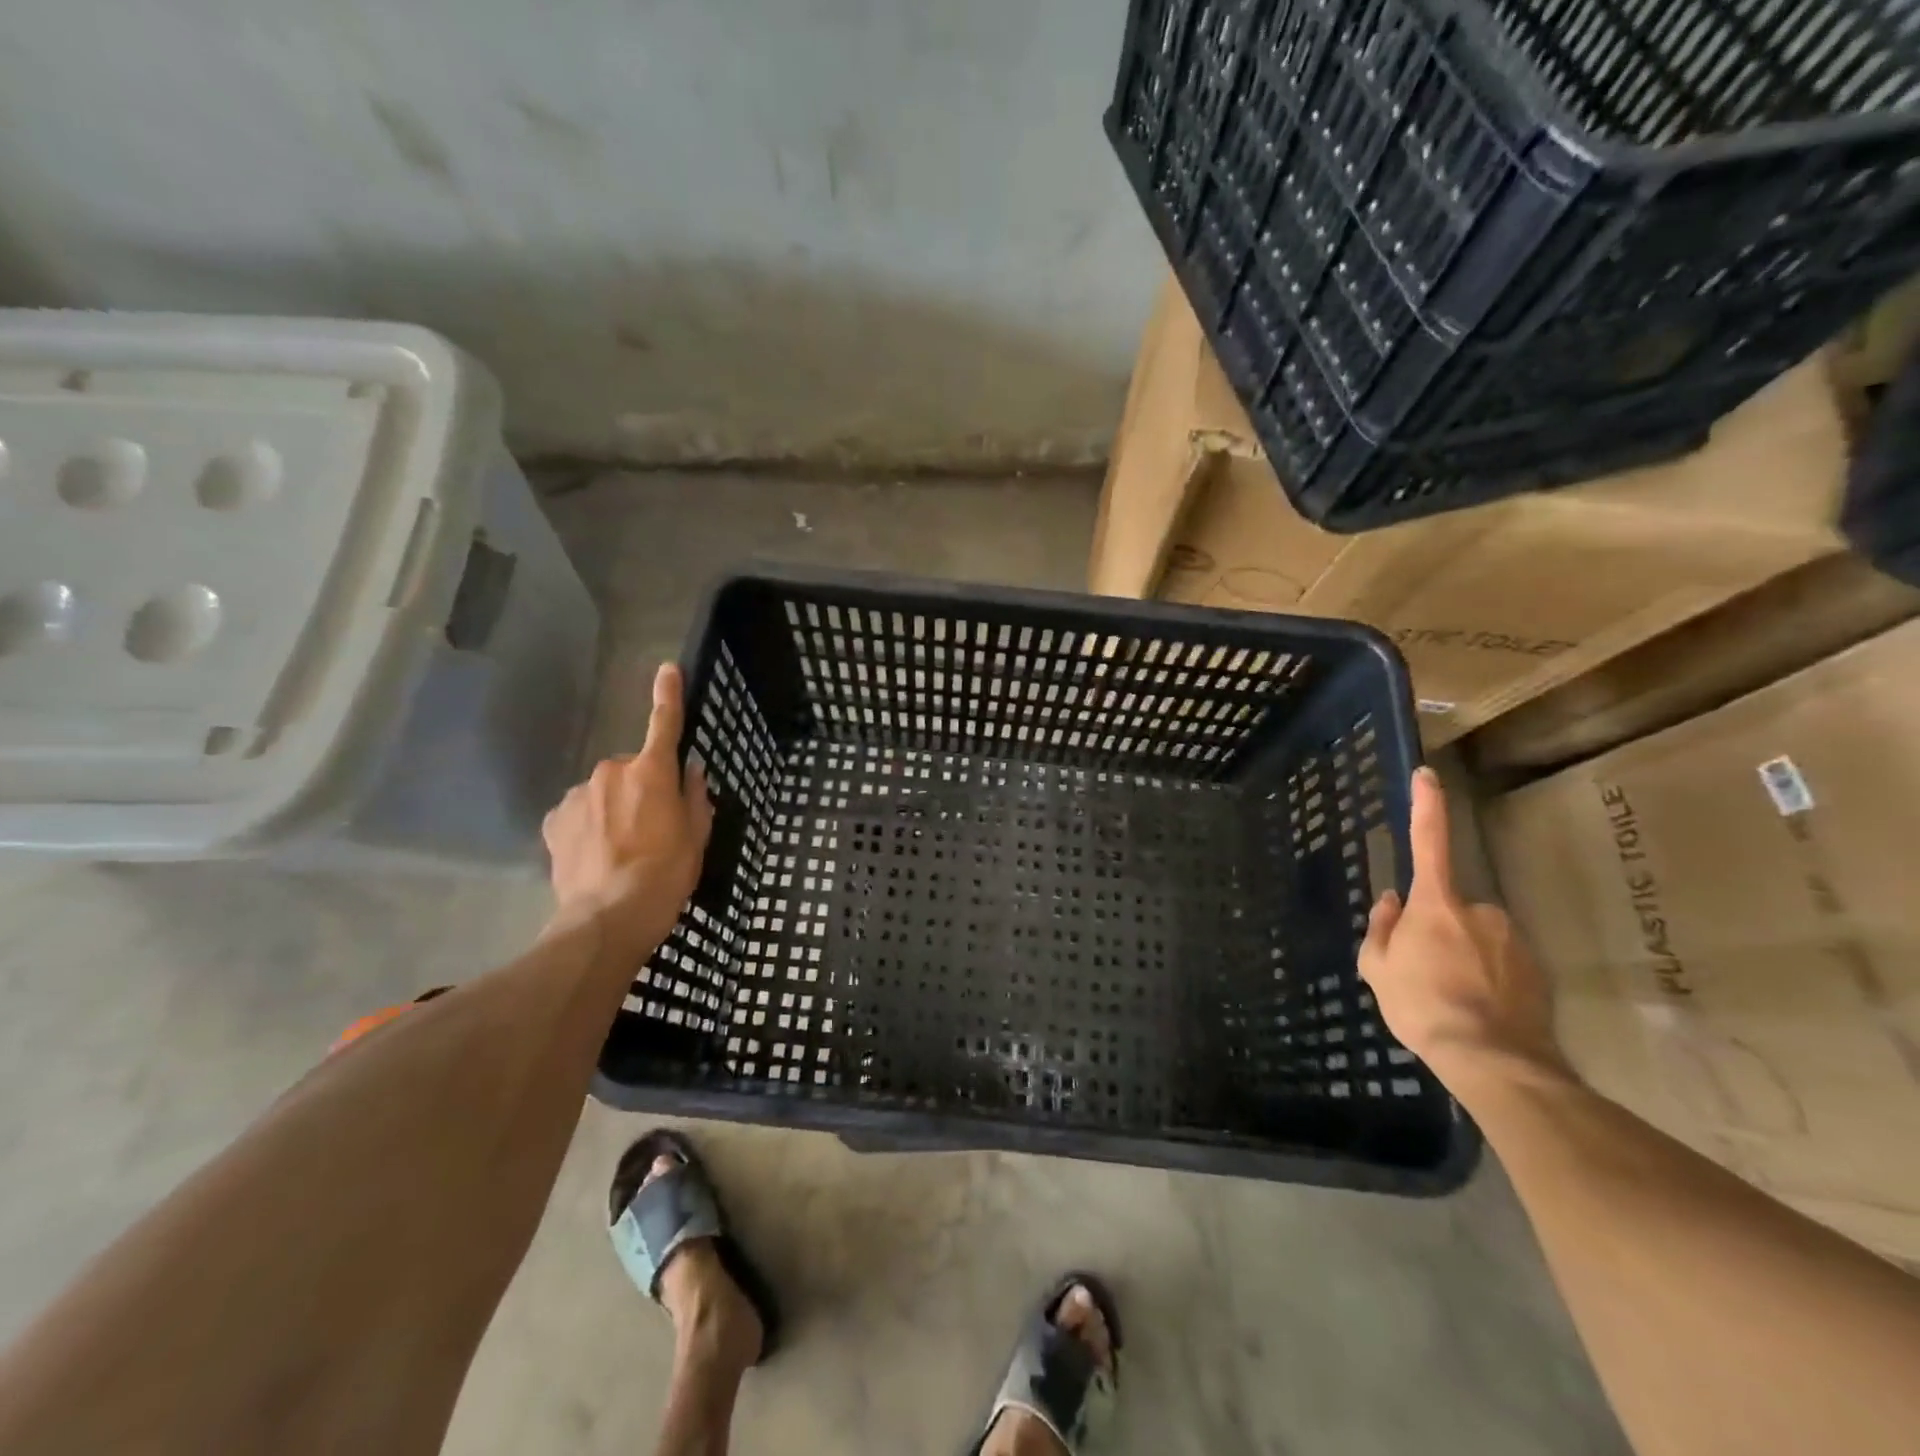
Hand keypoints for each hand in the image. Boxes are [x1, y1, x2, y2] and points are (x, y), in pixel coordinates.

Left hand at [542, 663, 713, 954]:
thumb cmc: (666, 875)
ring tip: (622, 850)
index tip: (668, 668)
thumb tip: (689, 771)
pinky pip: (579, 813)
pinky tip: (596, 856)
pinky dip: (589, 826)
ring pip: (603, 792)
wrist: (607, 919)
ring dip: (614, 809)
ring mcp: (577, 795)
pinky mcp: (553, 821)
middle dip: (642, 788)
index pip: (664, 724)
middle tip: (653, 828)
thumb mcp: (697, 837)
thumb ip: (695, 797)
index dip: (669, 695)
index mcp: (652, 773)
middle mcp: (610, 773)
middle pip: (632, 770)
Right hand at [1358, 767, 1568, 1092]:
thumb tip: (1391, 901)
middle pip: (1449, 908)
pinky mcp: (1538, 971)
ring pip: (1477, 937)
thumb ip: (1381, 927)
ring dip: (1463, 956)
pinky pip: (1502, 963)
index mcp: (1436, 904)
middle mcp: (1480, 911)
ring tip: (1450, 998)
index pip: (1428, 842)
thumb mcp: (1376, 967)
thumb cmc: (1421, 1005)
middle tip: (1422, 971)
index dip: (1426, 806)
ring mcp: (1513, 940)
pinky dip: (1487, 978)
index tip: (1428, 775)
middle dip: (1436, 929)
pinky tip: (1477, 1009)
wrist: (1492, 1060)